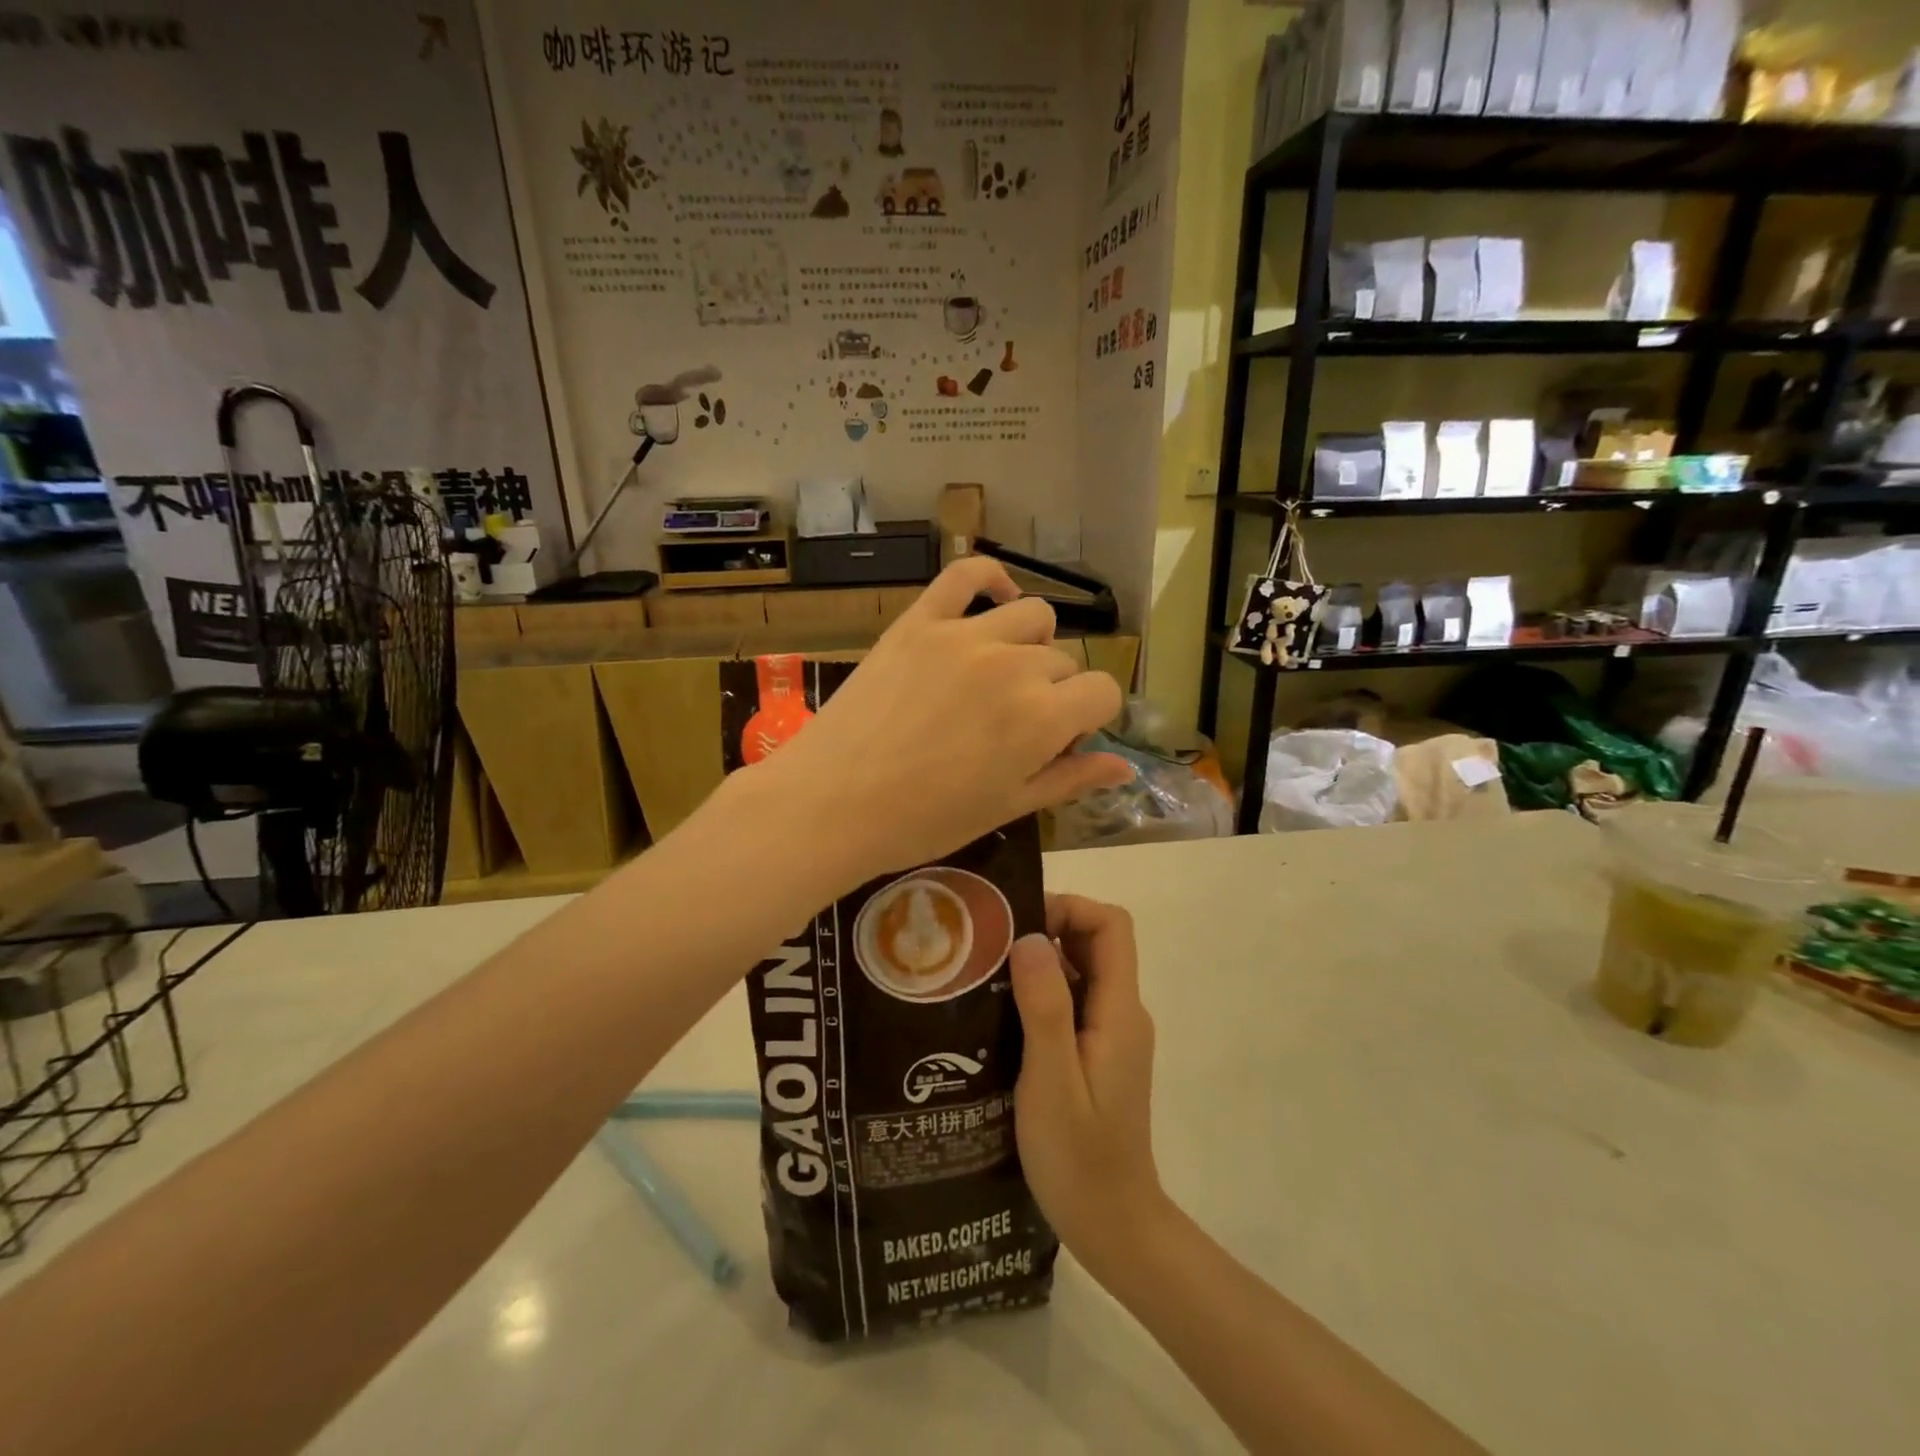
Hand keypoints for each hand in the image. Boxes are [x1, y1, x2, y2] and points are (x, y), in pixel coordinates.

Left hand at [762, 557, 1130, 881]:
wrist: (830, 803)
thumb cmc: (922, 821)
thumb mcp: (1006, 808)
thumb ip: (1070, 779)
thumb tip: (1125, 765)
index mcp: (1043, 718)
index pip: (1103, 693)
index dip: (1090, 718)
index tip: (1063, 739)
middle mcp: (1014, 665)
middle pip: (1063, 661)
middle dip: (1053, 693)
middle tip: (1014, 725)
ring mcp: (964, 635)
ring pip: (1032, 616)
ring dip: (1031, 644)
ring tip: (1001, 674)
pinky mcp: (920, 621)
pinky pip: (967, 574)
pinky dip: (991, 579)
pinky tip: (996, 598)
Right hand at [1009, 895, 1167, 1279]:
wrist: (1113, 1225)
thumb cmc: (1079, 1157)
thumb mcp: (1052, 1080)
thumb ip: (1045, 1006)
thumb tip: (1030, 937)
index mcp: (1119, 1010)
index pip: (1111, 926)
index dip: (1069, 909)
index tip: (1019, 923)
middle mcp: (1122, 1012)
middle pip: (1095, 942)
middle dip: (1047, 928)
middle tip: (990, 944)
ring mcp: (1110, 1033)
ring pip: (1080, 971)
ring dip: (1038, 962)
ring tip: (984, 973)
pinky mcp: (1096, 1053)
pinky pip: (1072, 1001)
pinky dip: (1039, 992)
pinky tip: (999, 1014)